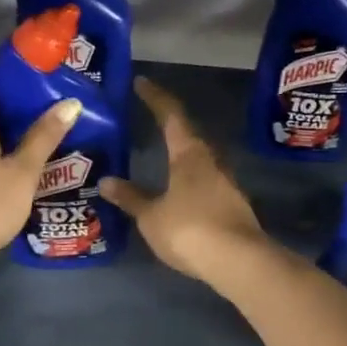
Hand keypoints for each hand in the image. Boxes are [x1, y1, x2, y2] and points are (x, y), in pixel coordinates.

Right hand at [99, 77, 269, 281]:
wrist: (240, 262)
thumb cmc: (190, 230)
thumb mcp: (151, 216)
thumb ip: (131, 197)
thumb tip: (106, 181)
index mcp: (188, 154)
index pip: (171, 115)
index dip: (155, 98)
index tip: (141, 83)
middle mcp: (210, 161)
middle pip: (188, 135)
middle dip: (169, 124)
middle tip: (148, 118)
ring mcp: (225, 183)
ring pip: (198, 159)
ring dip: (180, 153)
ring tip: (160, 154)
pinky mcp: (231, 204)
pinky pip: (204, 181)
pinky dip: (188, 178)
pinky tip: (177, 190)